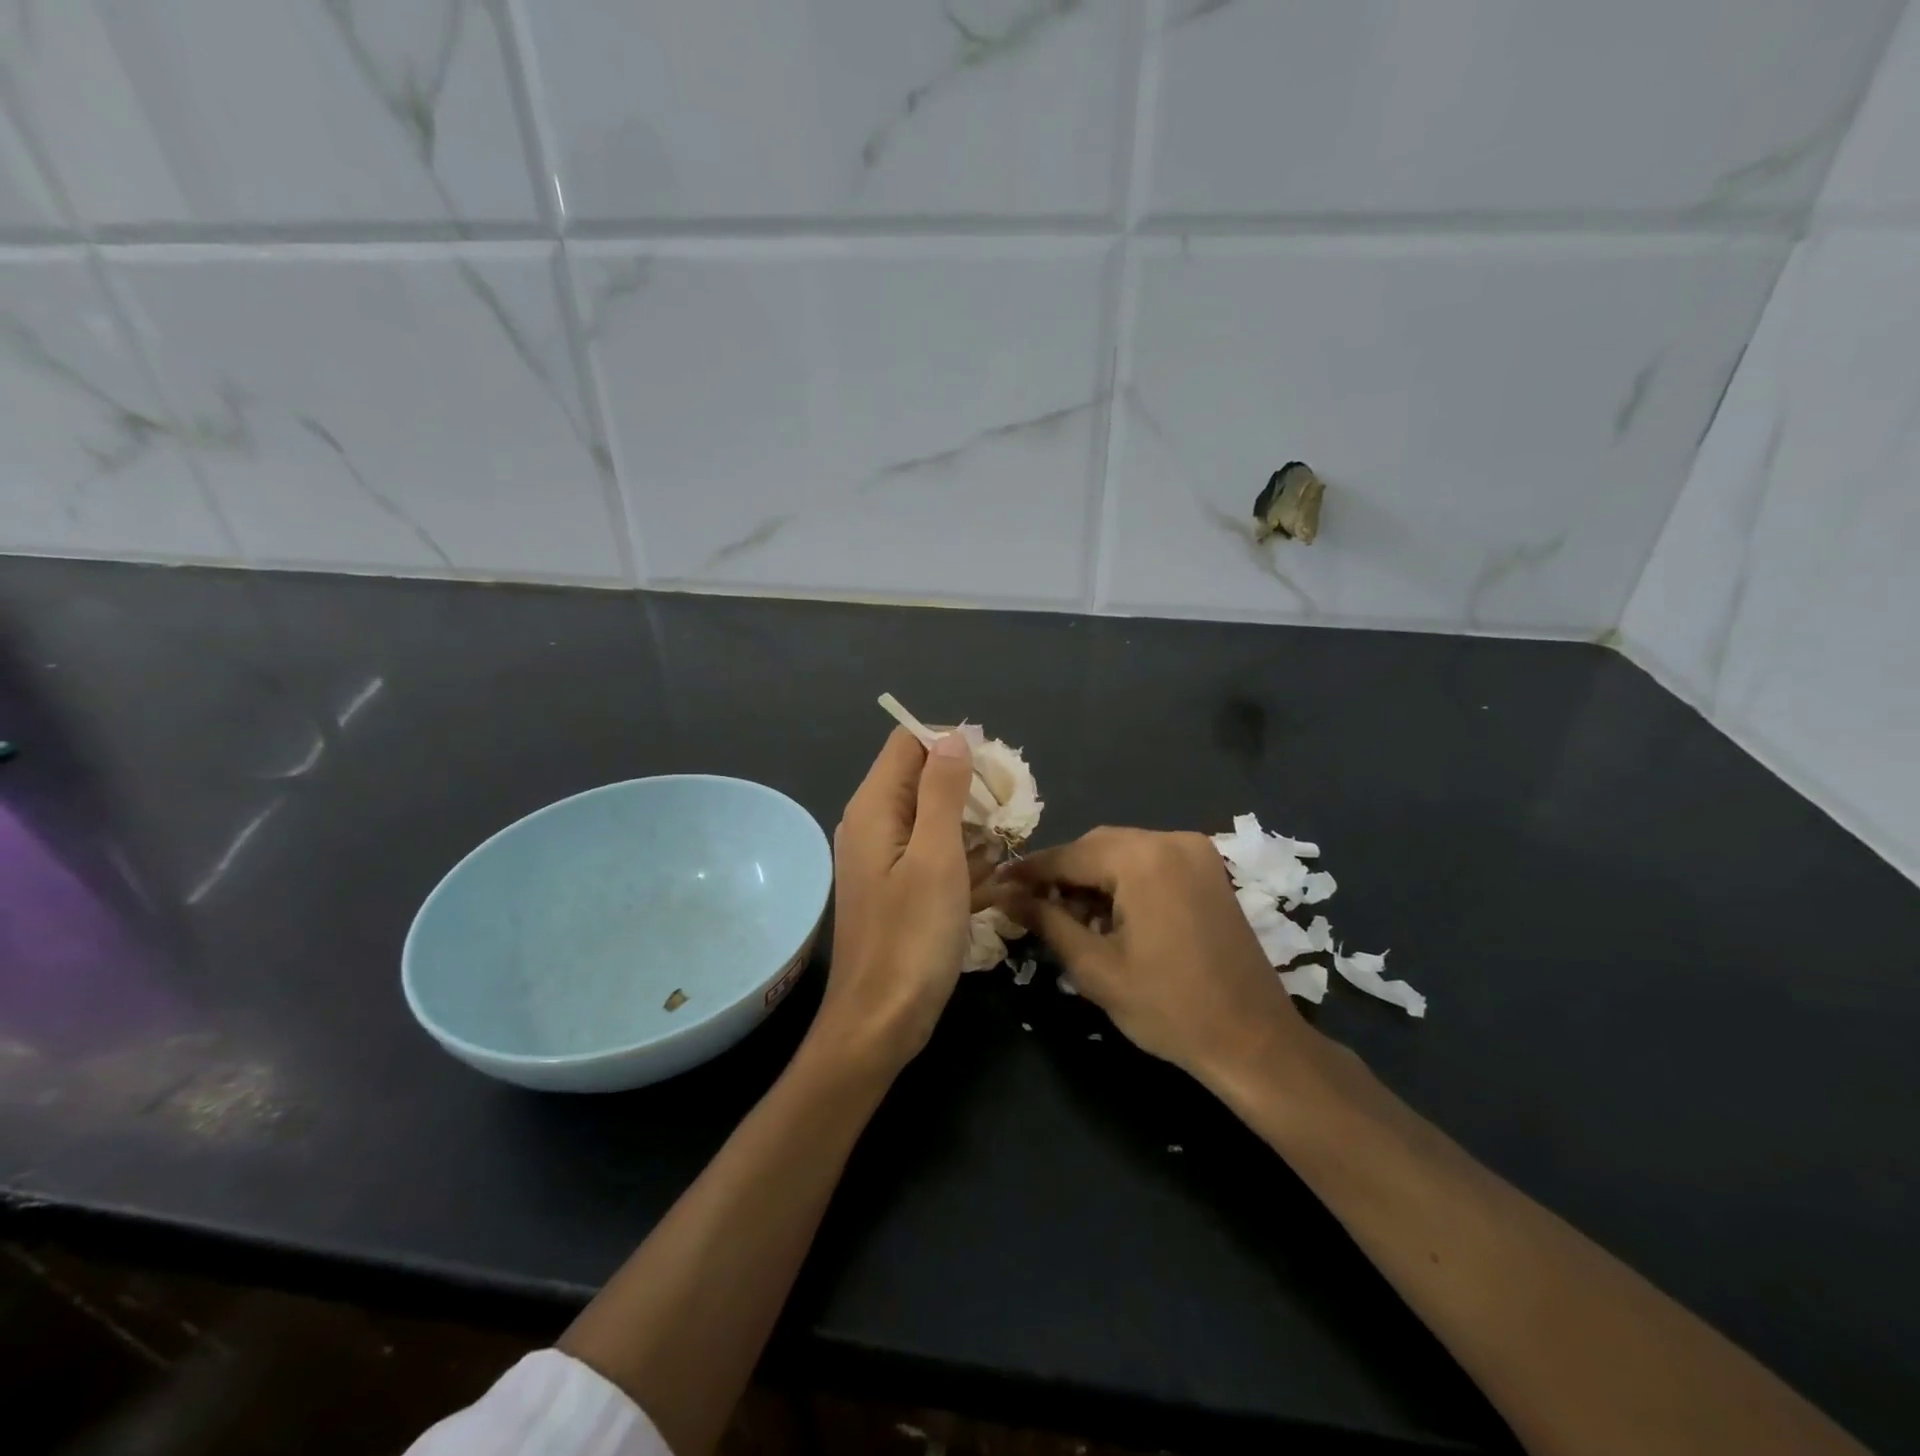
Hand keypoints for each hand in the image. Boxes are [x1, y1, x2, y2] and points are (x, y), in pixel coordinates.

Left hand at [812, 728, 979, 1074]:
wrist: (880, 1022)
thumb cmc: (912, 938)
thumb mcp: (936, 857)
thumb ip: (943, 791)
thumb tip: (953, 735)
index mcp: (874, 807)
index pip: (908, 742)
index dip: (952, 743)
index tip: (996, 769)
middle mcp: (872, 823)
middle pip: (921, 776)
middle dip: (969, 786)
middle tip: (1011, 811)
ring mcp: (882, 857)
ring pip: (932, 816)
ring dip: (971, 824)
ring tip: (1007, 846)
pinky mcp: (896, 886)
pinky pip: (931, 852)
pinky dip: (961, 856)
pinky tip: (991, 878)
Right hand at [1006, 827, 1315, 1081]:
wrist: (1254, 1040)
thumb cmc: (1168, 1008)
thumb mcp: (1095, 967)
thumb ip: (1046, 921)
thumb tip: (1003, 895)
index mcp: (1142, 858)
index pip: (1068, 855)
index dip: (1029, 871)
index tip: (995, 884)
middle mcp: (1171, 840)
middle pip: (1096, 846)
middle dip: (1062, 874)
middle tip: (1032, 908)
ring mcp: (1196, 852)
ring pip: (1123, 852)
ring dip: (1093, 878)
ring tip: (1071, 919)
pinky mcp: (1209, 870)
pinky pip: (1151, 862)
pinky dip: (1124, 881)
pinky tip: (1111, 916)